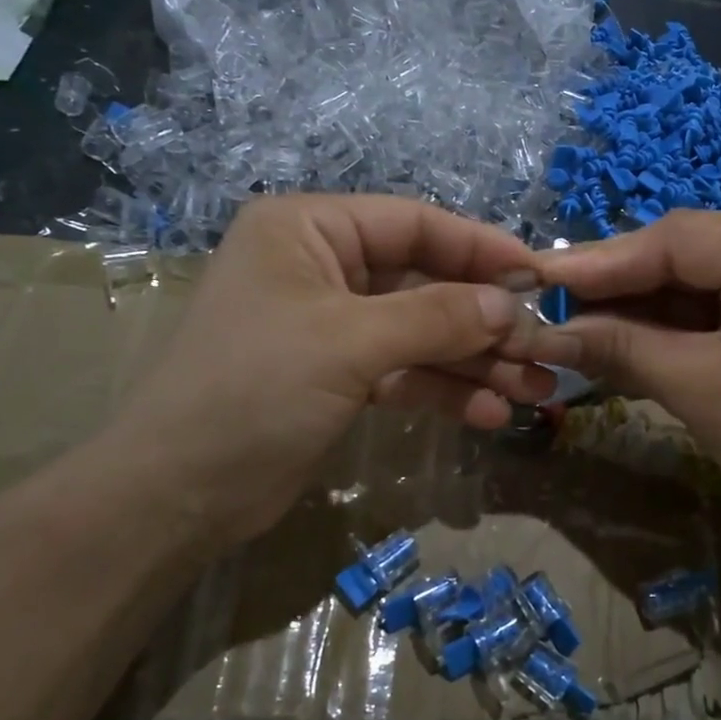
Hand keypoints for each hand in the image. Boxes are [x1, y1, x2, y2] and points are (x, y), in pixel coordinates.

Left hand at [101, 194, 558, 548]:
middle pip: (425, 282)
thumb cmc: (253, 391)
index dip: (480, 249)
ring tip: (535, 391)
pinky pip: (406, 372)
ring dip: (476, 362)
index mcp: (309, 229)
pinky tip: (490, 414)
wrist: (178, 495)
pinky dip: (445, 390)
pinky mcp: (340, 376)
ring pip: (422, 332)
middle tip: (543, 350)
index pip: (414, 224)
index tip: (539, 277)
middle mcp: (323, 267)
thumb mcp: (349, 342)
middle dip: (484, 320)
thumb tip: (511, 305)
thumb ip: (437, 317)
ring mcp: (333, 325)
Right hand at [532, 210, 720, 544]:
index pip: (681, 239)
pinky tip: (625, 332)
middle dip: (620, 282)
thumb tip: (546, 331)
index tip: (540, 277)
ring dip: (640, 302)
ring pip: (697, 273)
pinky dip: (670, 319)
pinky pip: (716, 297)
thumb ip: (622, 349)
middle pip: (688, 250)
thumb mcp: (701, 391)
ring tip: (579, 320)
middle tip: (554, 301)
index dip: (603, 260)